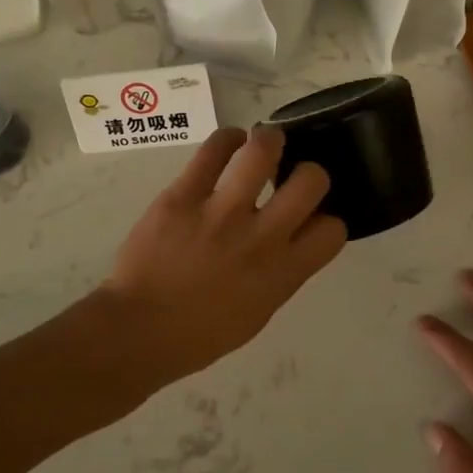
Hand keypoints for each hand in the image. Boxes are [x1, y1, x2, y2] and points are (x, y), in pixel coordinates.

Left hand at [98, 127, 346, 379]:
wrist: (139, 330)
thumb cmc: (201, 333)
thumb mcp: (259, 311)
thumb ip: (282, 272)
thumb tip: (293, 238)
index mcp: (283, 272)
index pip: (333, 229)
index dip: (327, 219)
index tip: (309, 217)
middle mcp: (261, 237)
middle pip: (312, 180)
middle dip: (309, 172)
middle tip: (291, 174)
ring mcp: (221, 212)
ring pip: (263, 150)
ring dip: (270, 140)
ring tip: (265, 143)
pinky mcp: (184, 195)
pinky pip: (214, 149)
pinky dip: (228, 139)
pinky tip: (229, 144)